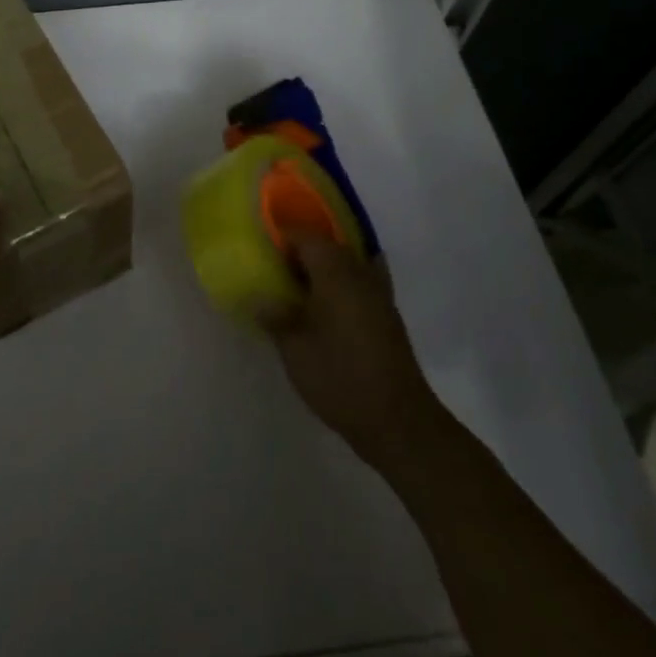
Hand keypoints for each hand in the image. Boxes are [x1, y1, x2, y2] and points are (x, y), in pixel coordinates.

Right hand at [264, 236, 435, 471]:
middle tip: (275, 268)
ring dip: (325, 267)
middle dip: (303, 251)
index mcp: (336, 273)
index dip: (283, 236)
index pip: (307, 237)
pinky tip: (327, 305)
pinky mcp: (388, 317)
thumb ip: (275, 316)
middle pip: (330, 246)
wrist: (396, 419)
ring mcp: (379, 295)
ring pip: (349, 263)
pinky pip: (362, 282)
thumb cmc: (339, 376)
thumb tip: (259, 298)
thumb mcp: (294, 348)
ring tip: (299, 285)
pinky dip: (343, 283)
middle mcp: (361, 274)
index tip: (261, 245)